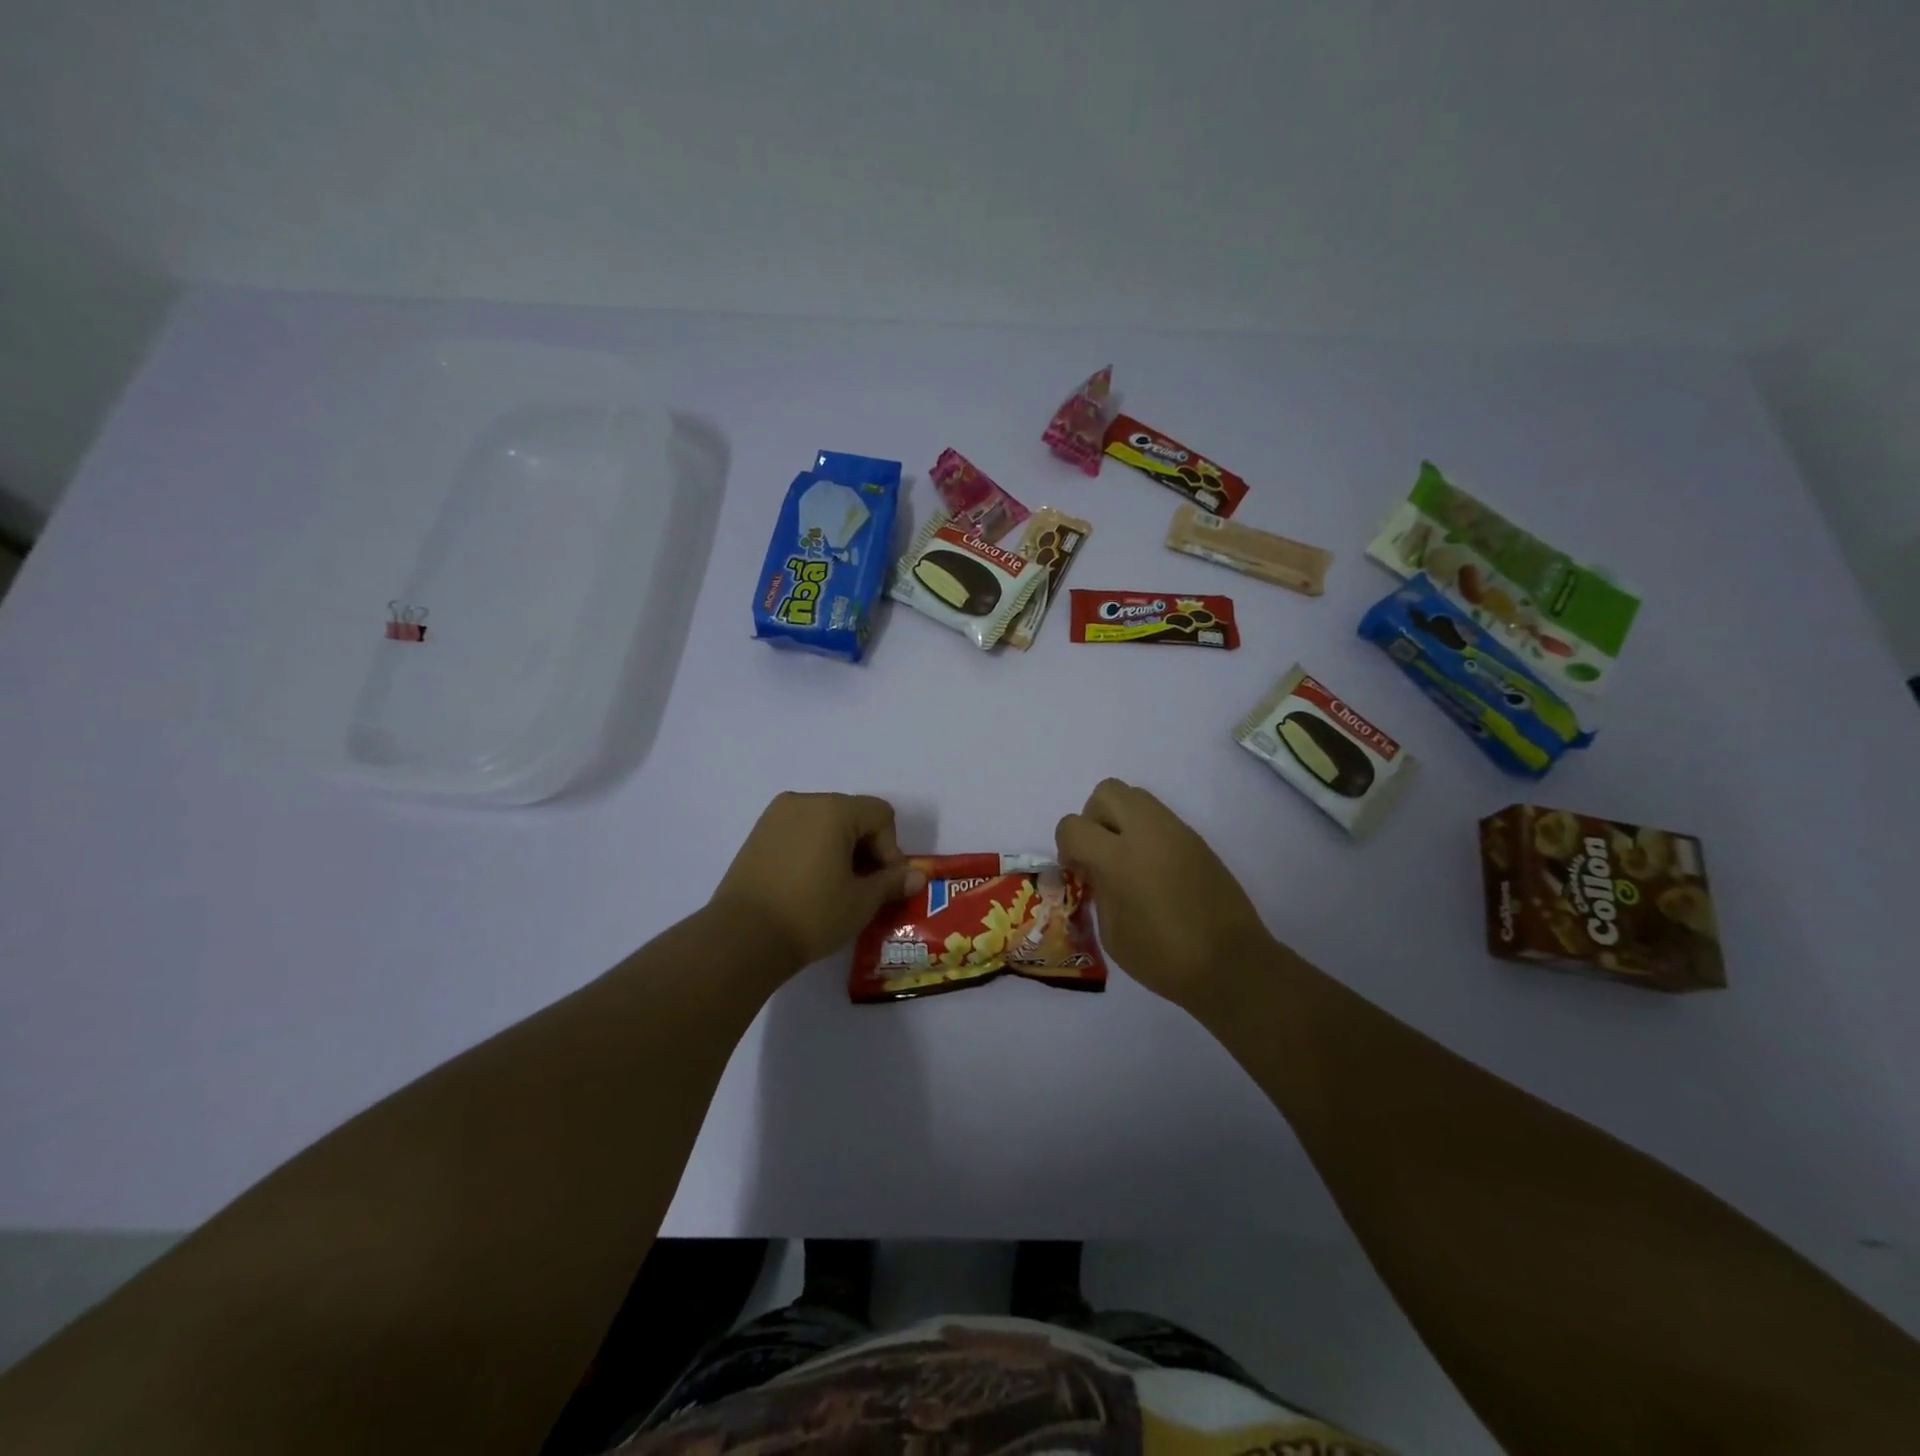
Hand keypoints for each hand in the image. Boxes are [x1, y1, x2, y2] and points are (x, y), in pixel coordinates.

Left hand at [710, 792, 925, 972]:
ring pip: (825, 823)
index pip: (880, 814)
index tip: (882, 883)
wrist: (742, 938)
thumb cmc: (811, 914)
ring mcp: (776, 816)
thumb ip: (892, 882)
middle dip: (866, 848)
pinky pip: (799, 832)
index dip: (890, 849)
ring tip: (835, 888)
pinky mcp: (757, 835)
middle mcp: (804, 801)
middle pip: (853, 815)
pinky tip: (809, 884)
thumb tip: (917, 876)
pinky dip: (814, 850)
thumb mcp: (861, 902)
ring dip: (840, 849)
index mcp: (834, 809)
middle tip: (863, 888)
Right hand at [1056, 778, 1275, 1014]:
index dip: (1066, 847)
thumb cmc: (1164, 959)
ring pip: (1136, 796)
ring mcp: (1176, 831)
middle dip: (1093, 818)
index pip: (1073, 826)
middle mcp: (1147, 833)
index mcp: (1119, 859)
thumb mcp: (1113, 934)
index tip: (1078, 872)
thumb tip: (1095, 870)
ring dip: (1121, 819)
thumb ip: (1098, 891)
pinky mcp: (1196, 839)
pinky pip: (1160, 817)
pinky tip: (1152, 869)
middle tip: (1100, 853)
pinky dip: (1146, 832)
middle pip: (1106, 792)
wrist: (1231, 964)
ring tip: (1126, 859)